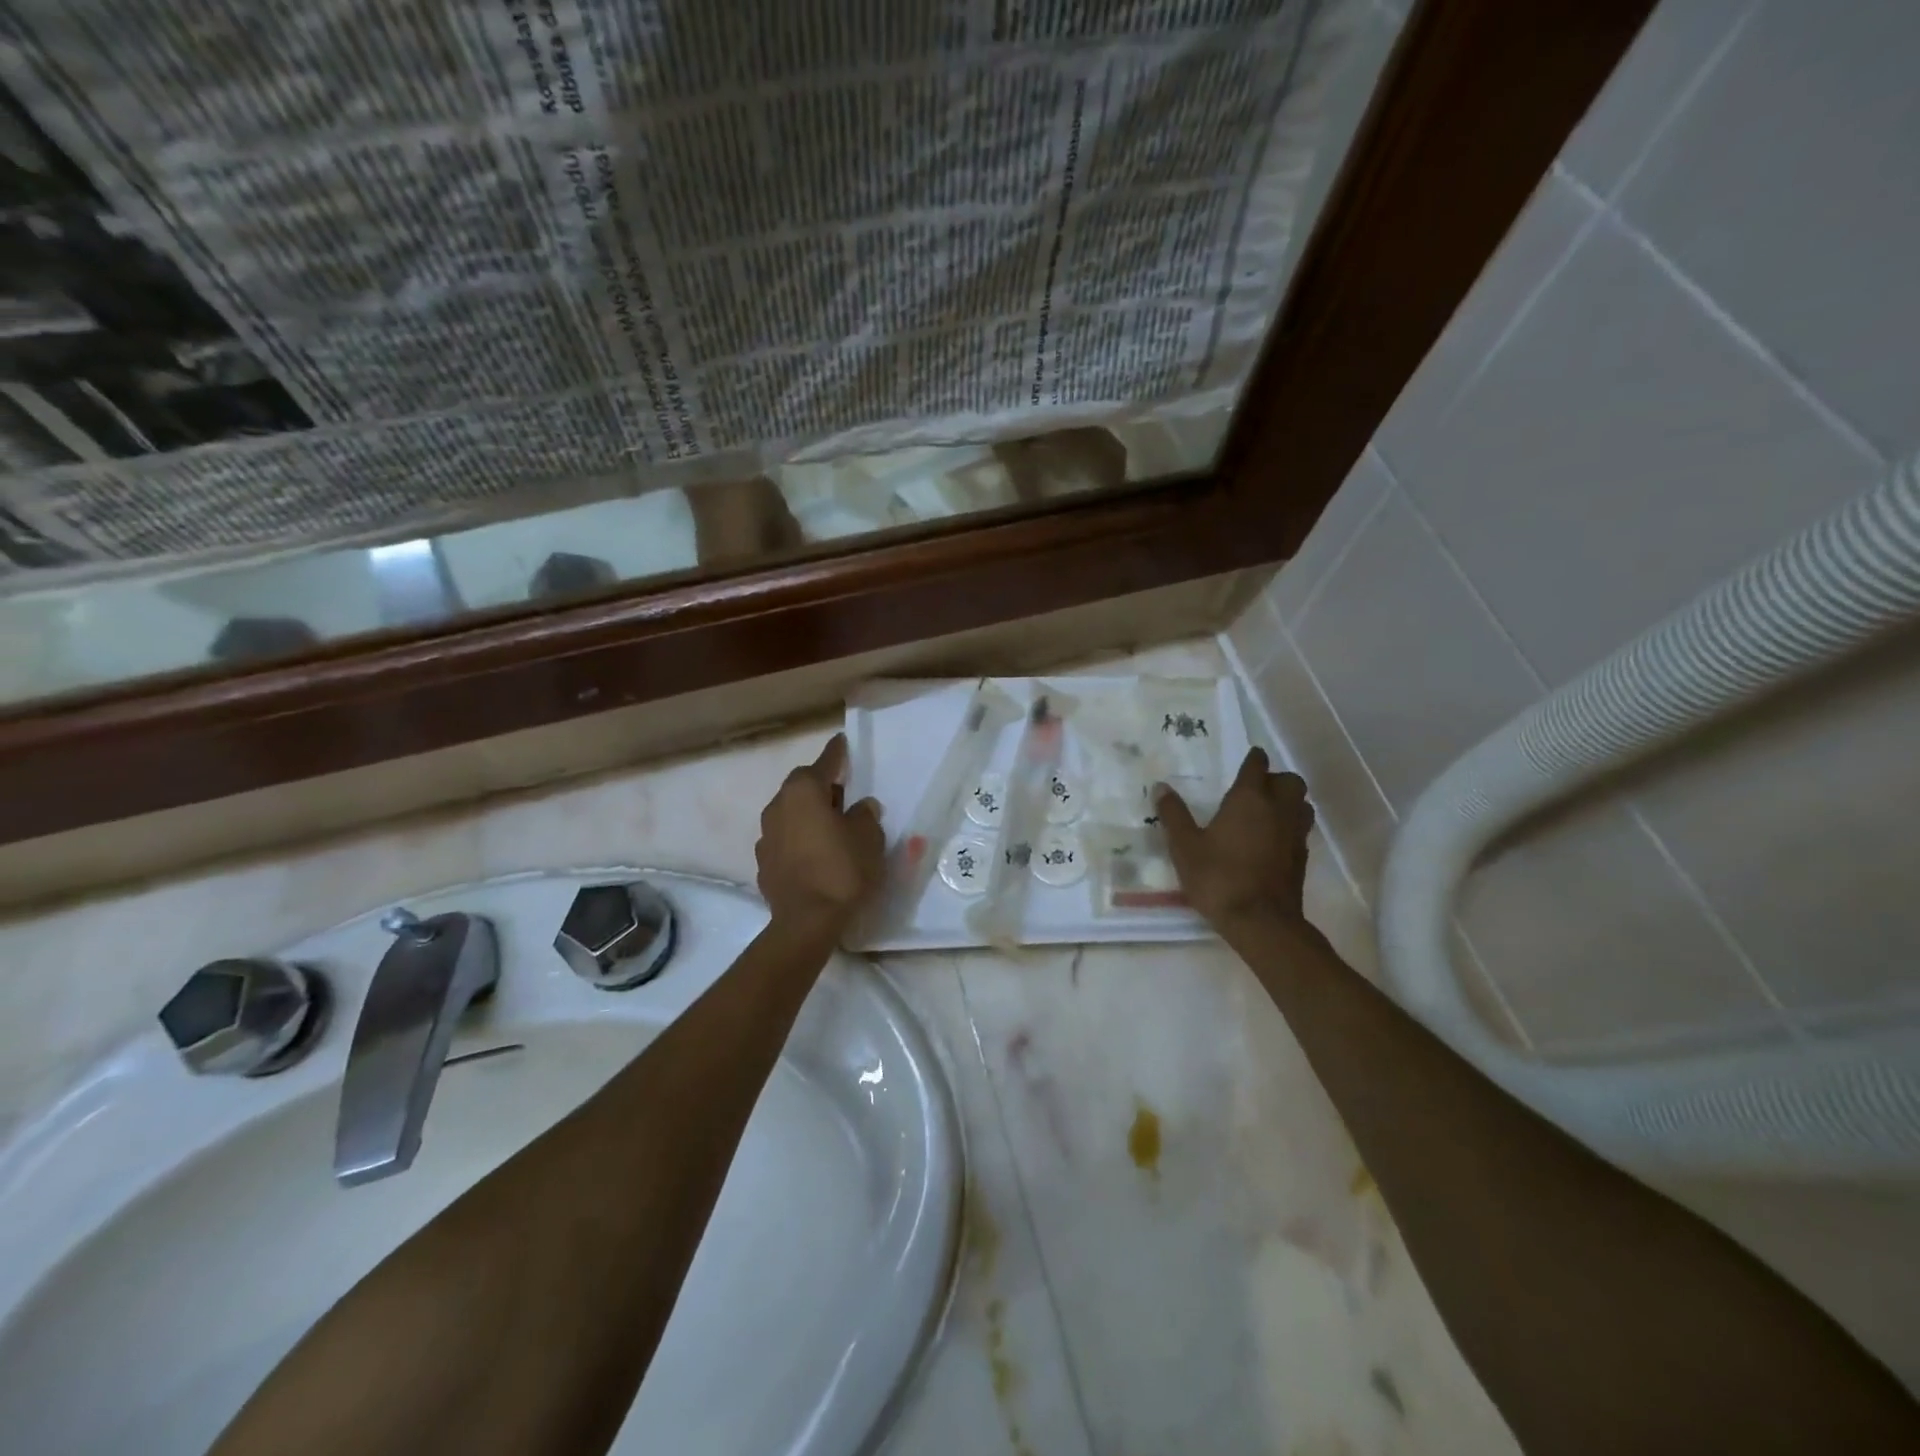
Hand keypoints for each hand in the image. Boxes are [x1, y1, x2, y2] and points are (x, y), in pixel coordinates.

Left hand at [756, 734, 884, 934]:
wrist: (806, 922)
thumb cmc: (842, 870)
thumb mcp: (869, 838)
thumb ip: (866, 816)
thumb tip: (861, 807)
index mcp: (804, 792)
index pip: (824, 763)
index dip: (836, 753)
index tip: (842, 742)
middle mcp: (778, 806)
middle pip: (802, 787)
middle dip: (822, 787)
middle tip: (843, 792)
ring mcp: (766, 836)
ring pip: (790, 814)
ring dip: (808, 815)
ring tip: (831, 825)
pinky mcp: (764, 864)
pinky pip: (785, 840)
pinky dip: (800, 839)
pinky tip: (815, 853)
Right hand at [1156, 748, 1314, 934]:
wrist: (1261, 922)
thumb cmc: (1219, 877)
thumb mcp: (1185, 846)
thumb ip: (1173, 814)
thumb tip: (1160, 787)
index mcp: (1249, 799)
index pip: (1257, 765)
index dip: (1252, 759)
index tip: (1246, 759)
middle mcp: (1278, 809)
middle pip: (1289, 781)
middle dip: (1275, 779)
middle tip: (1254, 789)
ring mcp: (1294, 833)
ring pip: (1301, 804)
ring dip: (1288, 801)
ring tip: (1266, 812)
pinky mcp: (1302, 857)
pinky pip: (1300, 829)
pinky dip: (1289, 826)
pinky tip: (1271, 840)